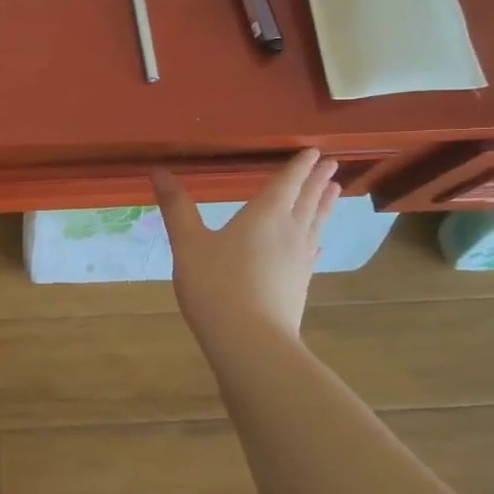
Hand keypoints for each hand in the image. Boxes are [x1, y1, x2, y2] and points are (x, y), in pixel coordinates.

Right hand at [151, 149, 341, 345]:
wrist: (251, 342)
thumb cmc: (216, 286)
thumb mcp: (188, 244)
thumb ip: (176, 207)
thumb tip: (158, 171)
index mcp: (265, 215)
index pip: (287, 182)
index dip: (299, 165)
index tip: (314, 151)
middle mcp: (289, 231)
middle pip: (307, 200)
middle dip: (316, 180)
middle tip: (329, 164)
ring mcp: (299, 259)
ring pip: (316, 223)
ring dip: (324, 204)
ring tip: (335, 190)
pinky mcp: (300, 283)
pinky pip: (313, 250)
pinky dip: (317, 238)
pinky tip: (317, 242)